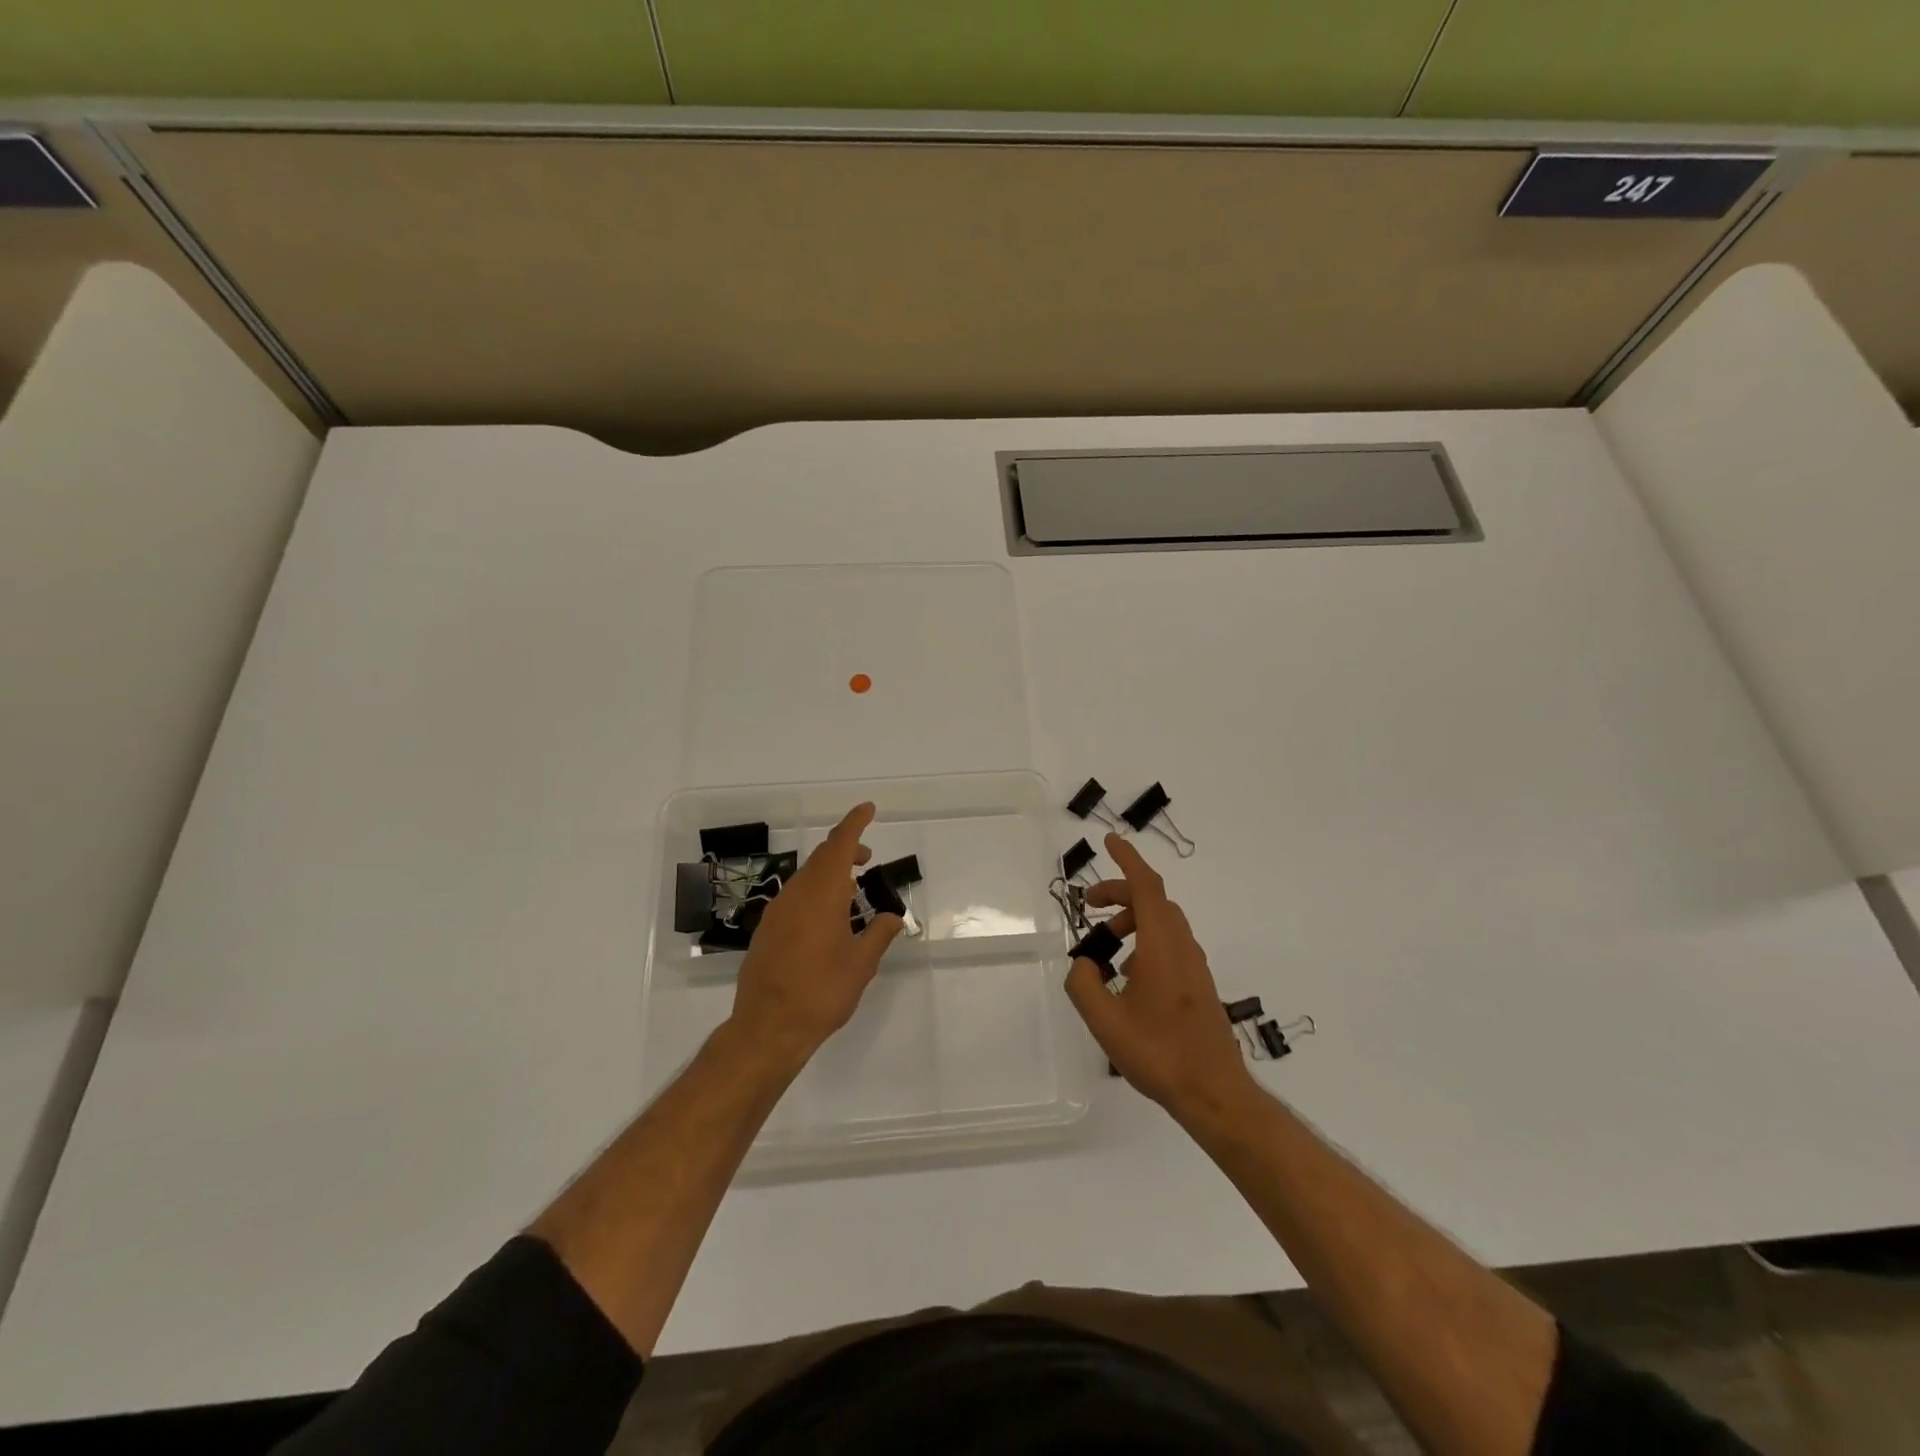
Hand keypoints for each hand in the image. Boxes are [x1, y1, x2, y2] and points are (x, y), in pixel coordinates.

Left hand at [728, 802, 902, 1072]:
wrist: (767, 1028)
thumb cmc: (821, 992)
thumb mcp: (861, 964)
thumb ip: (879, 934)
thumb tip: (892, 917)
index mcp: (822, 894)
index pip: (839, 845)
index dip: (855, 823)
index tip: (868, 809)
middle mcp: (796, 894)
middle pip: (821, 857)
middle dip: (845, 849)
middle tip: (867, 858)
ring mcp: (777, 911)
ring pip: (806, 876)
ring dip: (829, 873)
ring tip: (852, 890)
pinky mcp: (767, 930)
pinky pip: (795, 896)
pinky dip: (815, 892)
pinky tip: (827, 917)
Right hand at [1064, 833, 1254, 1116]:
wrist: (1213, 1091)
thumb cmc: (1158, 1052)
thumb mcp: (1105, 1020)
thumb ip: (1083, 984)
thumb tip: (1085, 964)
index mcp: (1161, 945)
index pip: (1146, 886)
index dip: (1127, 859)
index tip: (1110, 841)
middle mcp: (1182, 946)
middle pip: (1153, 900)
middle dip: (1120, 892)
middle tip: (1089, 904)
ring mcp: (1194, 964)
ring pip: (1162, 922)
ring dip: (1132, 919)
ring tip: (1105, 945)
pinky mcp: (1198, 983)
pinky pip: (1169, 943)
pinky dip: (1144, 940)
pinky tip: (1128, 974)